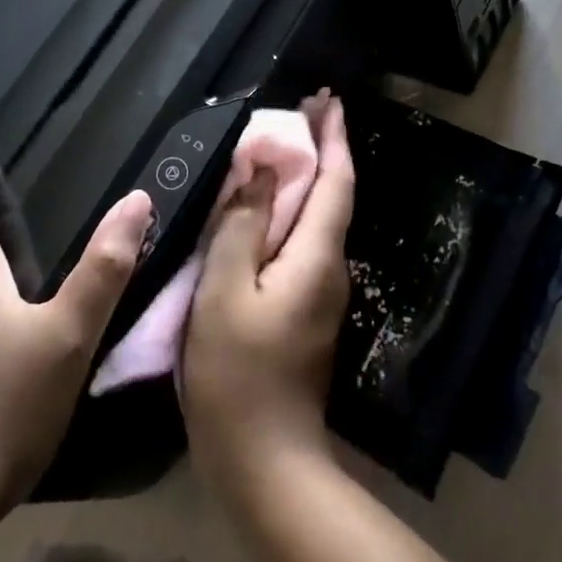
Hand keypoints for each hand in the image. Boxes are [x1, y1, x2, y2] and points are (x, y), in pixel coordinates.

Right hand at [182, 94, 354, 495]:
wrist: (265, 462)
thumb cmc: (238, 374)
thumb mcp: (225, 290)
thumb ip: (242, 225)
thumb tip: (262, 171)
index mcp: (317, 256)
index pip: (336, 181)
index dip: (333, 137)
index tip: (328, 99)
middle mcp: (331, 267)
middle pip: (332, 195)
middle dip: (322, 149)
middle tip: (303, 110)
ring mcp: (321, 292)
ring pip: (317, 219)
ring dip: (305, 179)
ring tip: (281, 147)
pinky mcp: (305, 310)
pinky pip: (303, 243)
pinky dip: (290, 212)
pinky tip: (265, 210)